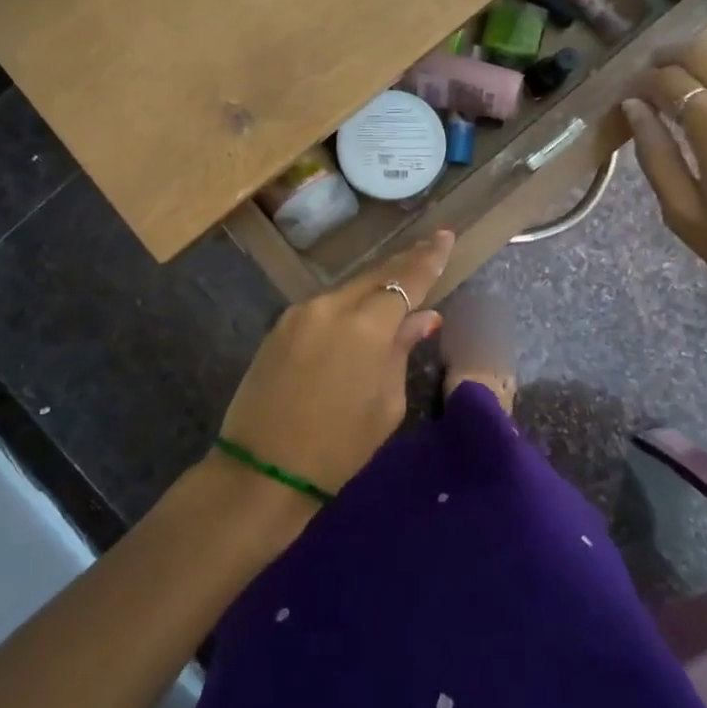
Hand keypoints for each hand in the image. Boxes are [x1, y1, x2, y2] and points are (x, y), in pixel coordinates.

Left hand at [216, 232, 451, 498]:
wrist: (262, 471)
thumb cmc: (337, 448)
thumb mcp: (385, 404)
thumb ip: (402, 351)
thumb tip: (422, 318)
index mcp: (365, 327)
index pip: (405, 280)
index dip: (428, 259)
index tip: (444, 237)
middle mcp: (330, 307)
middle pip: (374, 276)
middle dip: (404, 264)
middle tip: (429, 249)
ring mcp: (299, 313)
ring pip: (347, 291)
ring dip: (374, 289)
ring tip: (398, 289)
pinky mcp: (279, 327)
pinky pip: (324, 307)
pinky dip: (347, 306)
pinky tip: (360, 314)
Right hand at [622, 34, 706, 302]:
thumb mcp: (683, 213)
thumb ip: (655, 155)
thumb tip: (634, 108)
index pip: (672, 83)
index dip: (642, 82)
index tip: (626, 94)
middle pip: (706, 54)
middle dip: (669, 55)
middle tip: (647, 70)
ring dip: (706, 49)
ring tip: (683, 63)